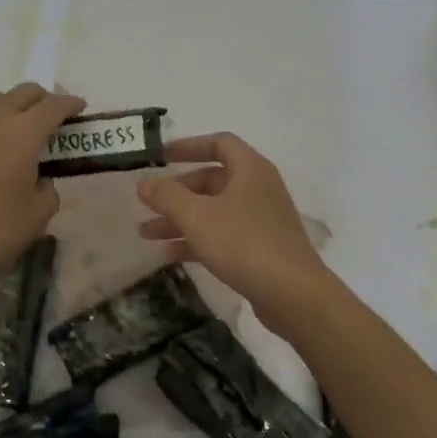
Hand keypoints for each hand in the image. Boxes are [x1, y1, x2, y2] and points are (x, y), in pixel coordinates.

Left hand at [0, 82, 83, 292]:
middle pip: (23, 92)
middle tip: (52, 117)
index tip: (80, 109)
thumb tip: (40, 179)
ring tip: (19, 127)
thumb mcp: (38, 215)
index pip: (53, 106)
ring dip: (12, 104)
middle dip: (43, 99)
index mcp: (23, 133)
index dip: (70, 104)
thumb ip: (47, 189)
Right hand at [136, 133, 332, 330]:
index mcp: (250, 170)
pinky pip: (223, 235)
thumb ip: (167, 197)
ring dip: (181, 219)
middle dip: (177, 192)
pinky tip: (169, 255)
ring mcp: (261, 219)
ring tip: (146, 234)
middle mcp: (258, 188)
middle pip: (212, 180)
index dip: (188, 146)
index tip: (160, 157)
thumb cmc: (243, 243)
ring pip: (214, 211)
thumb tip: (143, 183)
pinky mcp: (261, 248)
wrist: (292, 294)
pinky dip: (197, 240)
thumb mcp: (198, 217)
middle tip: (148, 204)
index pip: (219, 143)